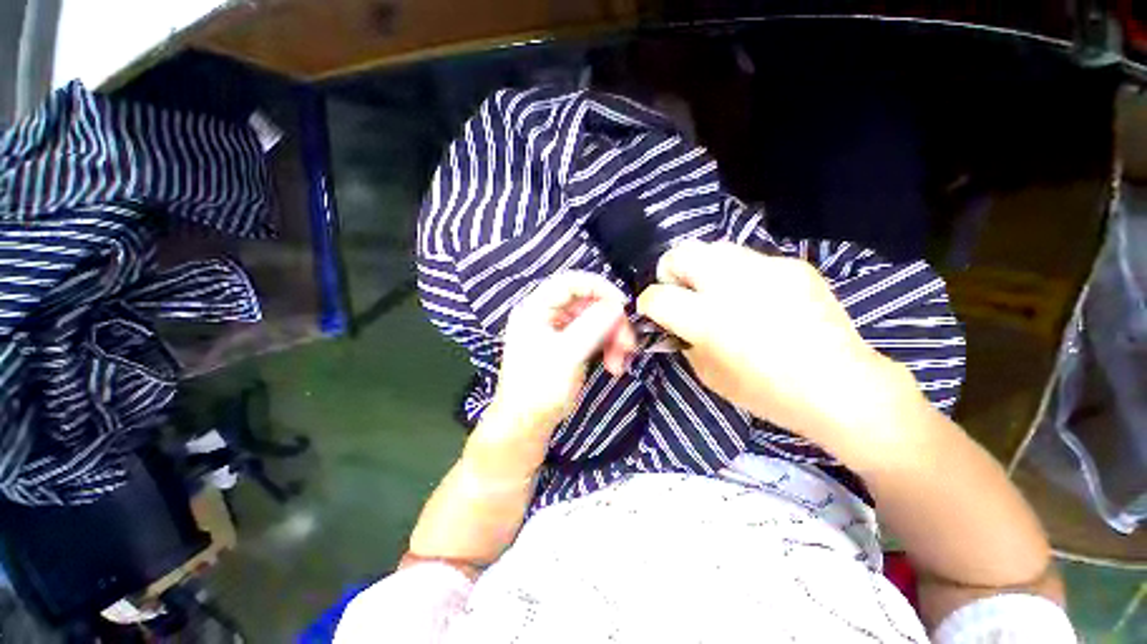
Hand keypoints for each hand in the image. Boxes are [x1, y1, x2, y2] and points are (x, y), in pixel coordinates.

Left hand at [487, 271, 635, 440]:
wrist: (527, 423)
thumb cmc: (539, 388)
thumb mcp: (566, 355)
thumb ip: (592, 327)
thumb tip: (617, 306)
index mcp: (536, 309)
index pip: (570, 283)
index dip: (598, 287)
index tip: (622, 305)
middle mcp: (547, 314)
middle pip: (587, 303)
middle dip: (611, 322)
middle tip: (627, 343)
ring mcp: (559, 330)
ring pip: (595, 320)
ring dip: (613, 337)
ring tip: (620, 362)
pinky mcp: (570, 345)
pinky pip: (595, 335)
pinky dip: (608, 347)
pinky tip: (614, 365)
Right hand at [636, 240, 923, 468]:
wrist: (841, 387)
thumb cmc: (767, 392)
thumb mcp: (708, 375)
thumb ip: (684, 341)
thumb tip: (674, 322)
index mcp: (706, 319)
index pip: (657, 296)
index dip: (648, 303)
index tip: (654, 311)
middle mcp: (731, 285)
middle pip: (680, 254)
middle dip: (670, 271)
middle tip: (681, 291)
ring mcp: (765, 269)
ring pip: (713, 248)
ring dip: (703, 268)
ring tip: (717, 289)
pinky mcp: (791, 265)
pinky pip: (750, 259)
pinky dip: (740, 274)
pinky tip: (757, 297)